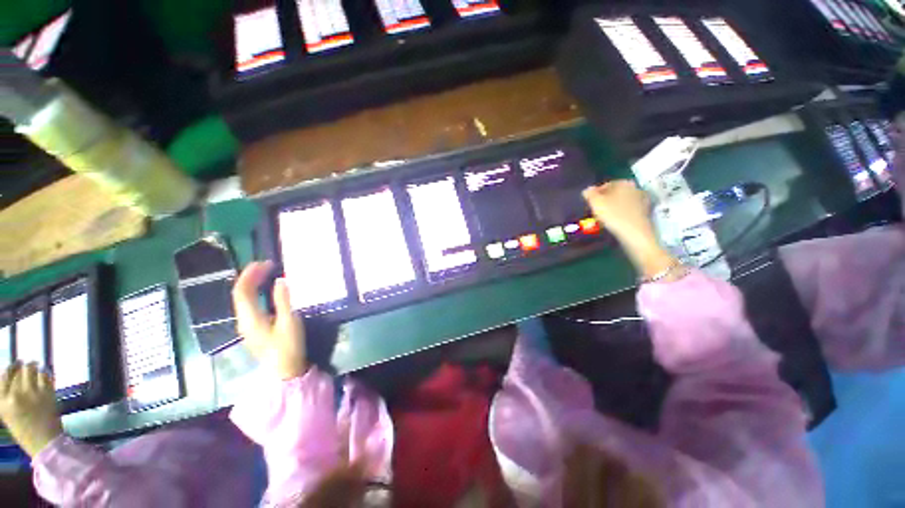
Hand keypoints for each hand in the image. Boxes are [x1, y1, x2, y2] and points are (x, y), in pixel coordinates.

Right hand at [0, 363, 63, 456]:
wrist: (44, 442)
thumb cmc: (25, 431)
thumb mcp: (8, 414)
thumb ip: (8, 397)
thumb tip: (13, 379)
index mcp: (3, 402)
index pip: (4, 376)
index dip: (11, 368)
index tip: (15, 364)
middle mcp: (15, 395)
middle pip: (19, 371)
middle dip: (23, 366)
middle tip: (26, 364)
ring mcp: (32, 393)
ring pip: (31, 370)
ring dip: (34, 367)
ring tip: (35, 366)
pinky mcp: (47, 393)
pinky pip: (45, 375)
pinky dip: (45, 373)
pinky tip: (44, 373)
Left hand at [232, 261, 307, 379]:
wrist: (284, 371)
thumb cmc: (288, 346)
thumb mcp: (289, 321)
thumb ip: (283, 300)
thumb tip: (281, 280)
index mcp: (250, 318)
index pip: (242, 290)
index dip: (250, 274)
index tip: (265, 262)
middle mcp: (243, 320)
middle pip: (240, 294)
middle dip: (251, 277)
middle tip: (268, 265)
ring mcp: (247, 326)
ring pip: (243, 299)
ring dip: (253, 284)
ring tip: (267, 273)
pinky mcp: (254, 329)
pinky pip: (250, 305)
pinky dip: (256, 293)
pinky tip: (266, 291)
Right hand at [583, 180, 657, 249]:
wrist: (635, 233)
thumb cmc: (614, 215)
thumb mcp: (596, 203)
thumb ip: (589, 194)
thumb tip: (587, 190)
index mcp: (623, 183)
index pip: (605, 185)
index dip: (594, 194)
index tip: (588, 203)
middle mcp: (635, 188)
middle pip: (614, 193)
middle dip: (604, 201)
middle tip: (594, 211)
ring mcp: (641, 200)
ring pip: (620, 202)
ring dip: (611, 208)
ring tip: (602, 219)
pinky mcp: (644, 212)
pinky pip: (627, 211)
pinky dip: (619, 215)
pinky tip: (613, 223)